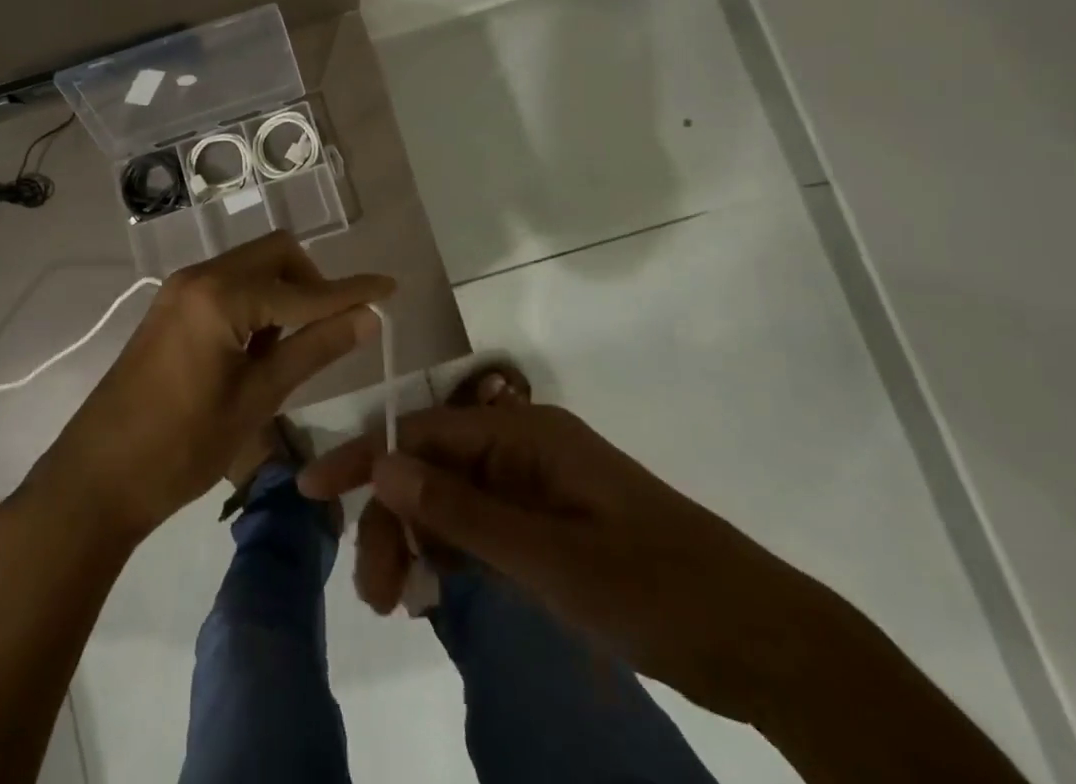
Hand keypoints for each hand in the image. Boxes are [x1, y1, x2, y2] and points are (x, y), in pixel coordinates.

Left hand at [18, 232, 392, 544]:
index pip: (303, 289)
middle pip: (275, 254)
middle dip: (312, 282)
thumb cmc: (180, 448)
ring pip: (252, 266)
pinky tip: (258, 347)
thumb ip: (312, 350)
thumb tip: (367, 318)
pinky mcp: (173, 305)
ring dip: (283, 292)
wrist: (96, 477)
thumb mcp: (256, 400)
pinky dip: (256, 301)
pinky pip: (229, 283)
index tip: (391, 287)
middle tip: (330, 330)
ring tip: (290, 349)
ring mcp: (182, 288)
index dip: (351, 291)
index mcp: (221, 297)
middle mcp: (200, 276)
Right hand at [299, 401, 851, 724]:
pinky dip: (451, 554)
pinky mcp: (547, 525)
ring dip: (417, 540)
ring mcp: (535, 486)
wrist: (764, 643)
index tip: (311, 489)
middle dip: (393, 518)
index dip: (365, 458)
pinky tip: (433, 590)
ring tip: (398, 601)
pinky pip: (481, 527)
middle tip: (375, 594)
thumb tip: (380, 462)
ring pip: (451, 500)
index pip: (422, 431)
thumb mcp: (550, 559)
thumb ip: (461, 510)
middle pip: (431, 467)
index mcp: (523, 432)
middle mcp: (522, 446)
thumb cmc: (656, 589)